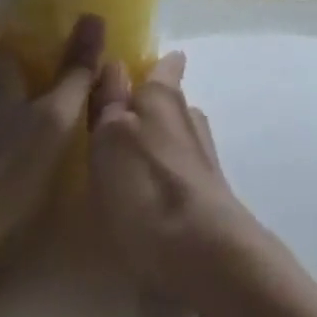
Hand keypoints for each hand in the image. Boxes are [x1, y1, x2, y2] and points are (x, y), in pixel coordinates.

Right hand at [88, 51, 272, 307]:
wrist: (201, 253)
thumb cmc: (146, 186)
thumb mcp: (111, 136)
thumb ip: (110, 100)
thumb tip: (115, 64)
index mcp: (164, 94)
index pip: (165, 64)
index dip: (151, 66)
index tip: (131, 74)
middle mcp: (189, 115)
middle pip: (168, 102)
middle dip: (146, 109)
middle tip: (112, 127)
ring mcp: (202, 155)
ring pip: (174, 138)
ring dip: (153, 147)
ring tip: (122, 167)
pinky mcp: (206, 192)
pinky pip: (178, 172)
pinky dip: (161, 178)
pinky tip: (142, 199)